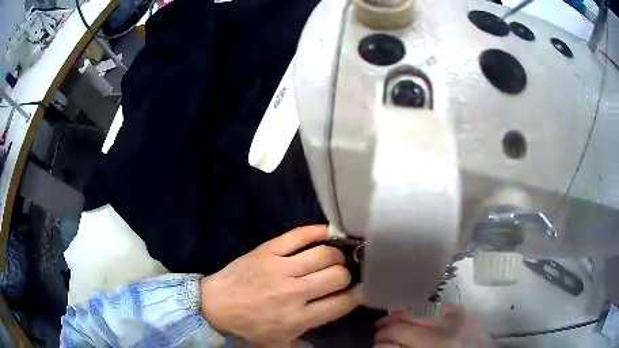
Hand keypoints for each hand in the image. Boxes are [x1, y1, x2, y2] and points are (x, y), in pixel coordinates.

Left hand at [199, 225, 361, 345]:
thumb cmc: (250, 327)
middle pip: (338, 275)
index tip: (362, 289)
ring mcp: (280, 268)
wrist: (215, 306)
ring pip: (324, 254)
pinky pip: (299, 235)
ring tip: (334, 258)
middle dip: (346, 274)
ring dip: (335, 255)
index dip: (359, 294)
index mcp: (298, 318)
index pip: (343, 302)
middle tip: (342, 275)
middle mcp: (294, 292)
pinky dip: (318, 231)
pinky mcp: (268, 250)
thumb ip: (308, 340)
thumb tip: (333, 321)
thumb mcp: (280, 343)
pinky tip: (328, 233)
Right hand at [375, 305, 493, 347]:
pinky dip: (421, 309)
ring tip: (391, 319)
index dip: (383, 337)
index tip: (375, 342)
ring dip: (402, 313)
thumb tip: (383, 344)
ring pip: (421, 307)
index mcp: (437, 344)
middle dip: (388, 324)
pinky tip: (413, 313)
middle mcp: (447, 325)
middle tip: (379, 329)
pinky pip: (436, 305)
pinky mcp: (464, 309)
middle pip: (408, 317)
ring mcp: (458, 314)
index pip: (400, 332)